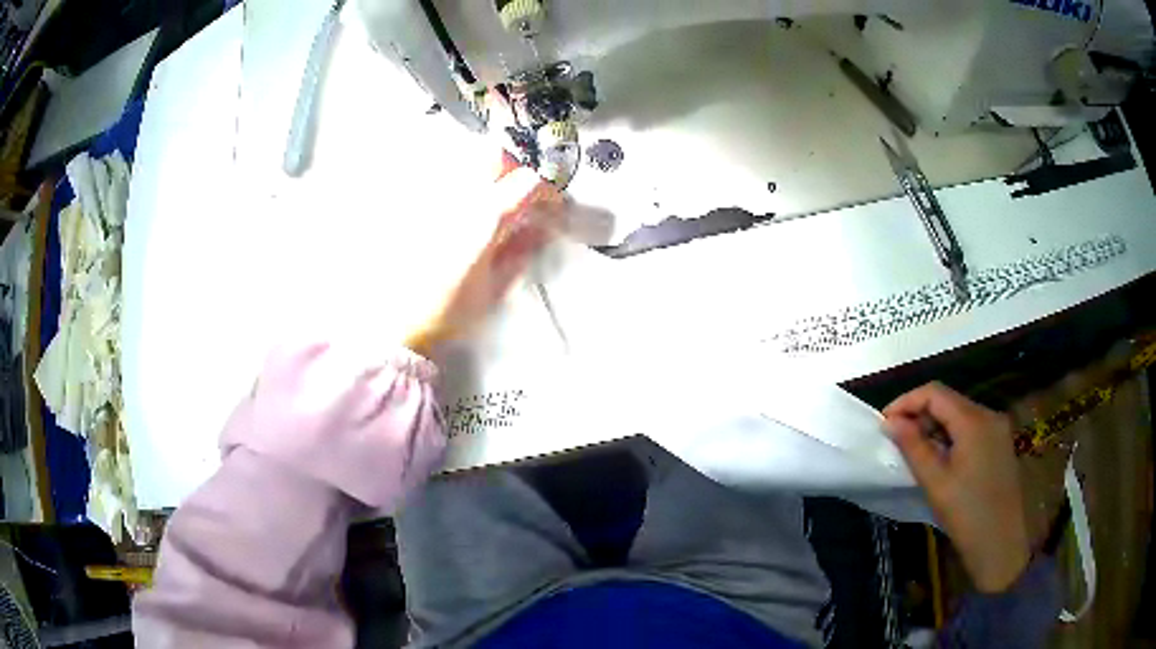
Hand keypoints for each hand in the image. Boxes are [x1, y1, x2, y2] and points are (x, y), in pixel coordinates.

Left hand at [404, 155, 562, 357]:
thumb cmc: (448, 310)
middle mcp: (458, 197)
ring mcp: (433, 196)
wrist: (397, 321)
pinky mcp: (413, 203)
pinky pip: (439, 177)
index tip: (551, 208)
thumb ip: (520, 253)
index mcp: (485, 218)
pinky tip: (460, 209)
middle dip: (514, 169)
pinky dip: (459, 184)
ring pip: (464, 160)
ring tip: (490, 199)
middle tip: (519, 194)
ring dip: (486, 173)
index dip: (546, 192)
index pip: (527, 183)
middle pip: (493, 155)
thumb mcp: (494, 288)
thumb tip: (540, 229)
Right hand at [883, 382, 1029, 592]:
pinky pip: (971, 428)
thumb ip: (913, 447)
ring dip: (935, 427)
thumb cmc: (966, 515)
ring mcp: (998, 429)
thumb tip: (890, 422)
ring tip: (915, 452)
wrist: (1001, 545)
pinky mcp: (1000, 444)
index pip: (935, 392)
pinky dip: (951, 436)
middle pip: (949, 400)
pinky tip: (941, 459)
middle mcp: (989, 415)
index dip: (906, 402)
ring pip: (960, 414)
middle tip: (897, 440)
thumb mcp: (935, 482)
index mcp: (974, 420)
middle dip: (920, 414)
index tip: (884, 424)